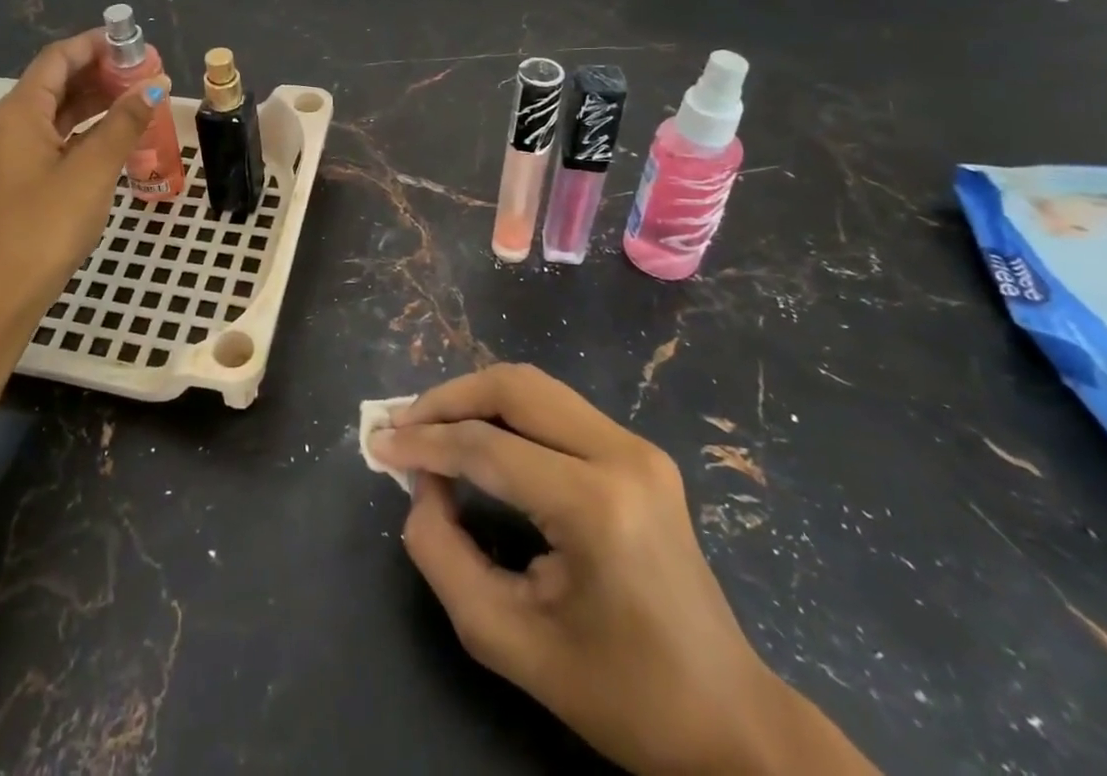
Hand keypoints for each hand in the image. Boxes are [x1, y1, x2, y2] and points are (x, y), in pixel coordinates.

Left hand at [0, 30, 161, 303]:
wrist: (10, 286)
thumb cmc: (48, 221)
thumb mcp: (93, 167)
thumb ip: (124, 122)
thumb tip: (156, 85)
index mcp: (21, 110)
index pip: (58, 58)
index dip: (95, 44)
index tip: (134, 41)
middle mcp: (16, 121)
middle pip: (59, 79)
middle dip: (102, 70)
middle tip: (146, 69)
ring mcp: (21, 148)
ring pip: (63, 107)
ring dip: (99, 97)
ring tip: (141, 94)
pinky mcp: (31, 171)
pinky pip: (63, 132)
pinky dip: (91, 125)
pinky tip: (122, 130)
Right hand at [370, 365, 874, 775]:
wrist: (729, 720)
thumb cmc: (620, 694)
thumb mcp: (508, 641)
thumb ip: (443, 556)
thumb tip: (420, 487)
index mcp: (596, 506)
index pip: (487, 448)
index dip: (424, 443)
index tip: (377, 445)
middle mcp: (621, 455)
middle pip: (512, 388)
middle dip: (446, 399)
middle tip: (403, 424)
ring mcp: (637, 447)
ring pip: (533, 386)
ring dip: (474, 398)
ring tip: (431, 426)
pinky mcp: (639, 452)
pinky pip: (554, 408)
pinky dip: (504, 412)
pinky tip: (477, 436)